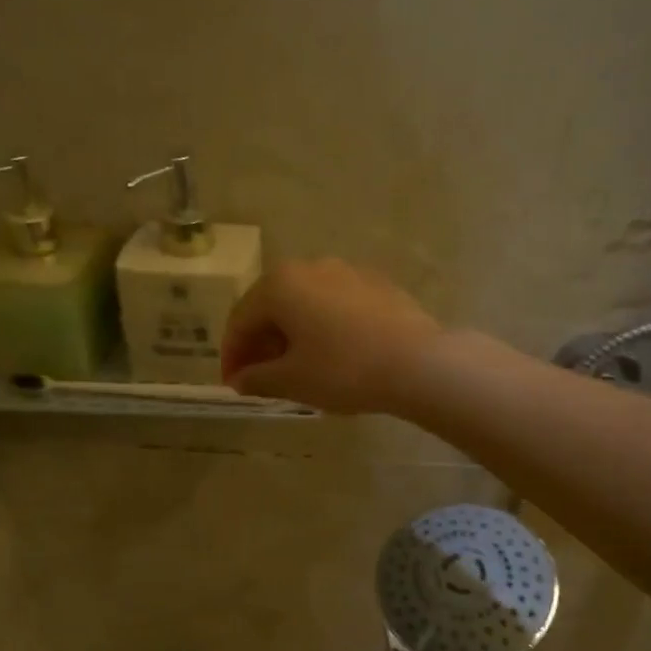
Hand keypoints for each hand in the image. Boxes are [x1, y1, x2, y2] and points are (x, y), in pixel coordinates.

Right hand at [221, 259, 443, 414]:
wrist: (418, 362)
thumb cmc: (343, 369)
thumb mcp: (292, 380)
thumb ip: (258, 378)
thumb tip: (240, 379)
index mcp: (280, 284)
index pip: (241, 320)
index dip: (232, 355)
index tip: (233, 384)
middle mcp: (310, 266)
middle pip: (272, 306)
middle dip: (261, 343)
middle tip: (259, 377)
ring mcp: (347, 271)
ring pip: (305, 304)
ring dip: (292, 334)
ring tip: (295, 368)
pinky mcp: (376, 284)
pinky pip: (334, 305)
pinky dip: (322, 327)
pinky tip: (331, 354)